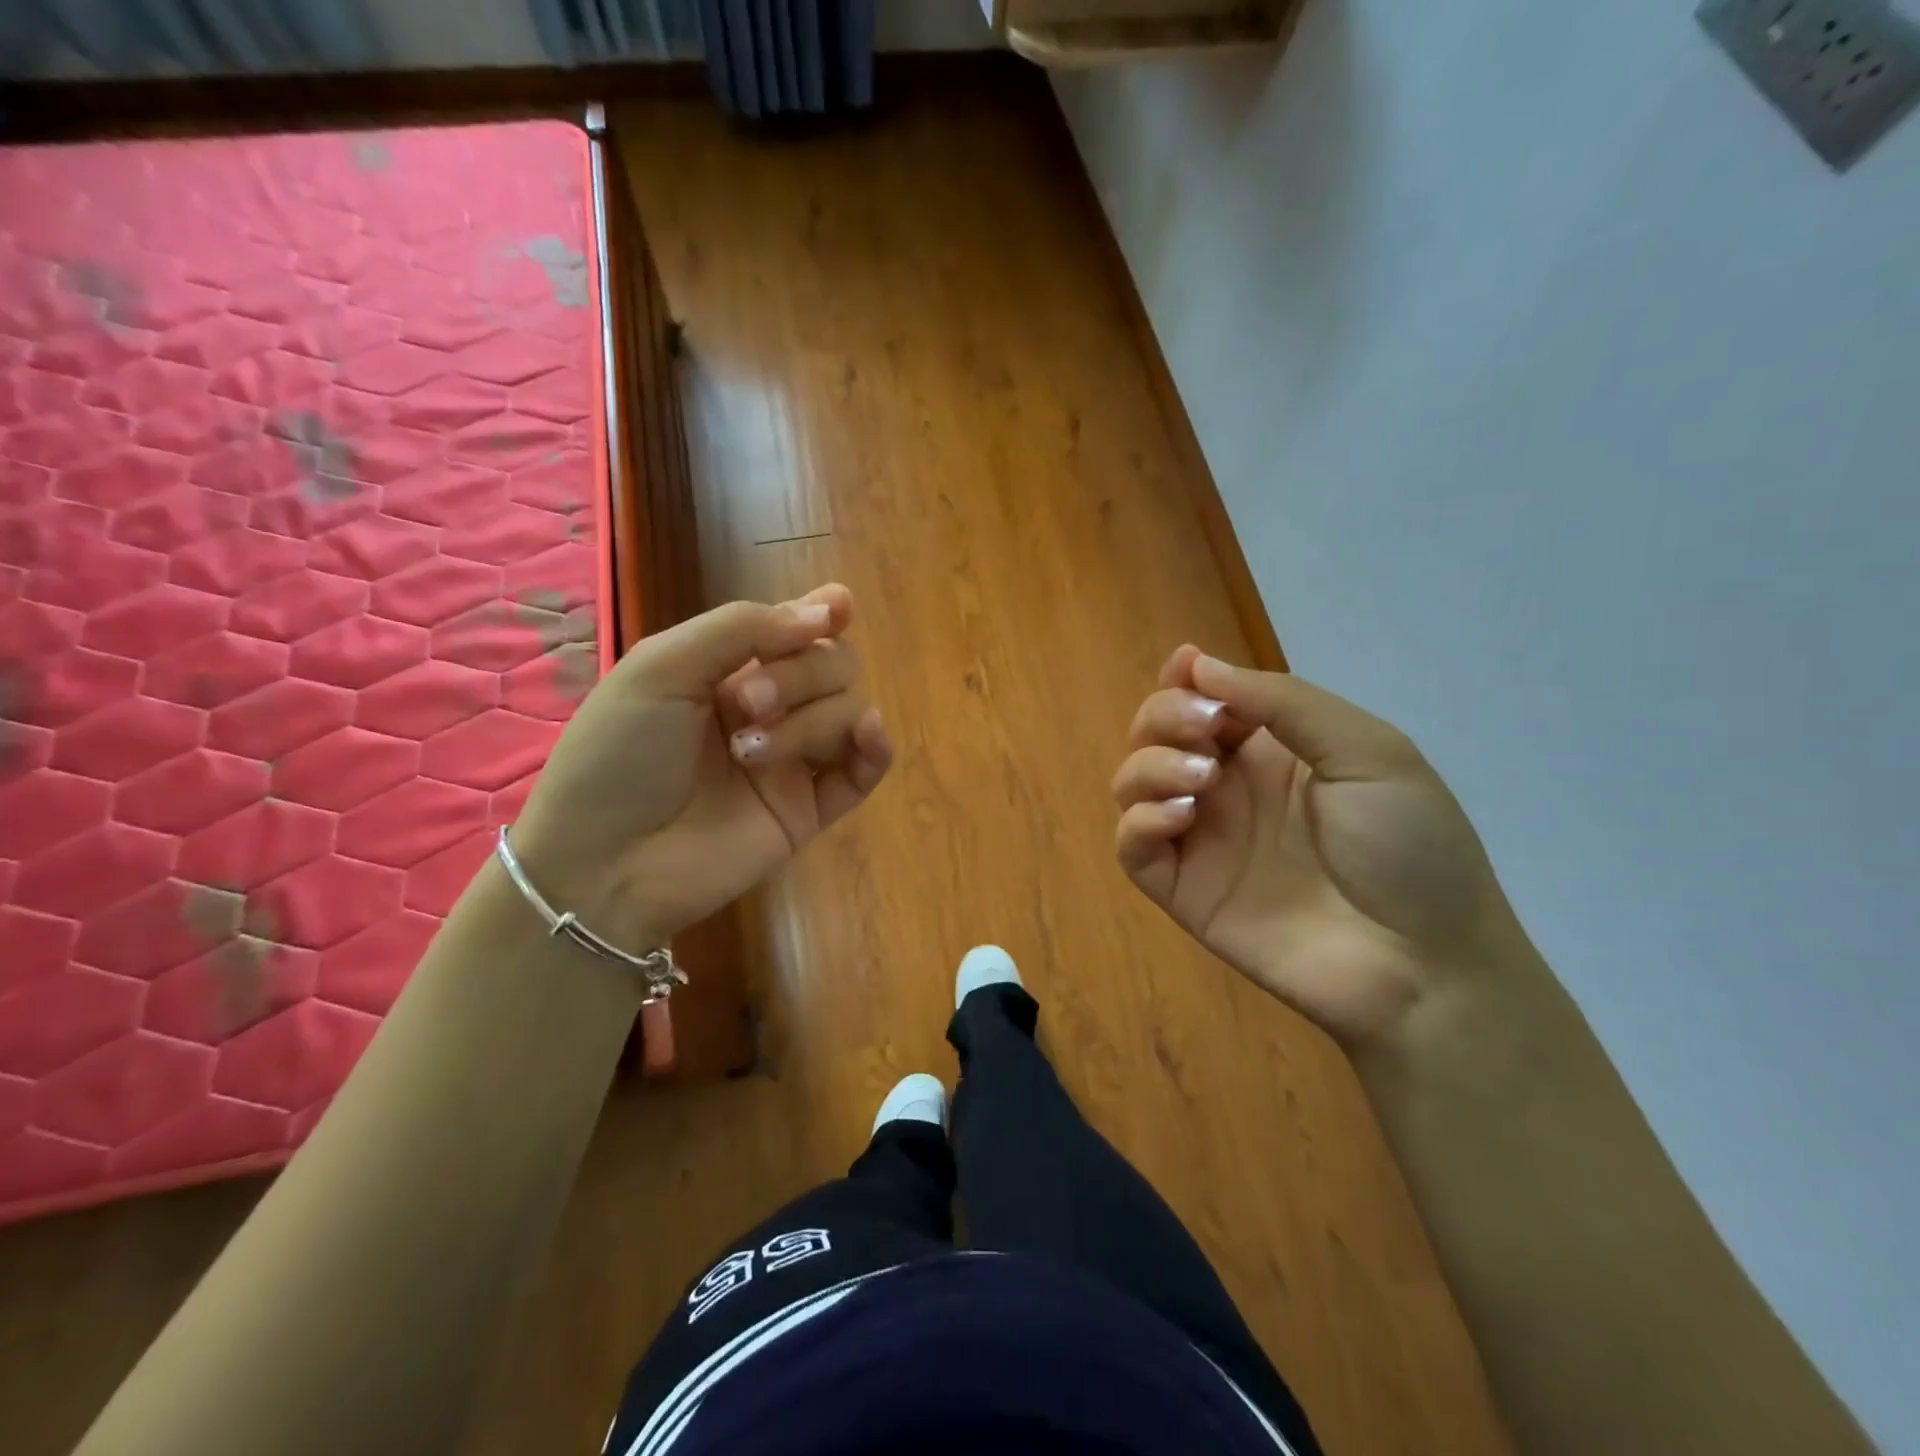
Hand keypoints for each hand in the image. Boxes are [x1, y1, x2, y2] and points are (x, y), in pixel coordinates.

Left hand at [512, 584, 891, 950]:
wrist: (604, 861)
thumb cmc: (618, 754)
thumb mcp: (662, 667)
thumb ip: (743, 628)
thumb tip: (830, 612)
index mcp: (730, 670)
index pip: (796, 630)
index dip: (824, 613)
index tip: (840, 608)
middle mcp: (770, 709)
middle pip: (833, 665)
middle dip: (800, 674)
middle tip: (745, 706)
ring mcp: (793, 761)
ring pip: (849, 711)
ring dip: (811, 721)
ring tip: (749, 756)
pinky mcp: (810, 810)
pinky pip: (865, 771)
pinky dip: (877, 747)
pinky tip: (866, 734)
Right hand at [1112, 646, 1522, 1047]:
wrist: (1422, 963)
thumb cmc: (1410, 847)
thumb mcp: (1367, 751)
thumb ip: (1283, 702)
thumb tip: (1199, 664)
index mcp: (1270, 749)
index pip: (1205, 699)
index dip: (1185, 678)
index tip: (1185, 667)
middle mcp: (1227, 786)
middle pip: (1156, 732)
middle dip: (1164, 715)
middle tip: (1203, 733)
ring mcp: (1201, 838)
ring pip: (1132, 782)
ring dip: (1150, 765)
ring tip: (1200, 780)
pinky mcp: (1182, 889)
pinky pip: (1131, 846)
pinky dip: (1140, 821)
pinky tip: (1180, 817)